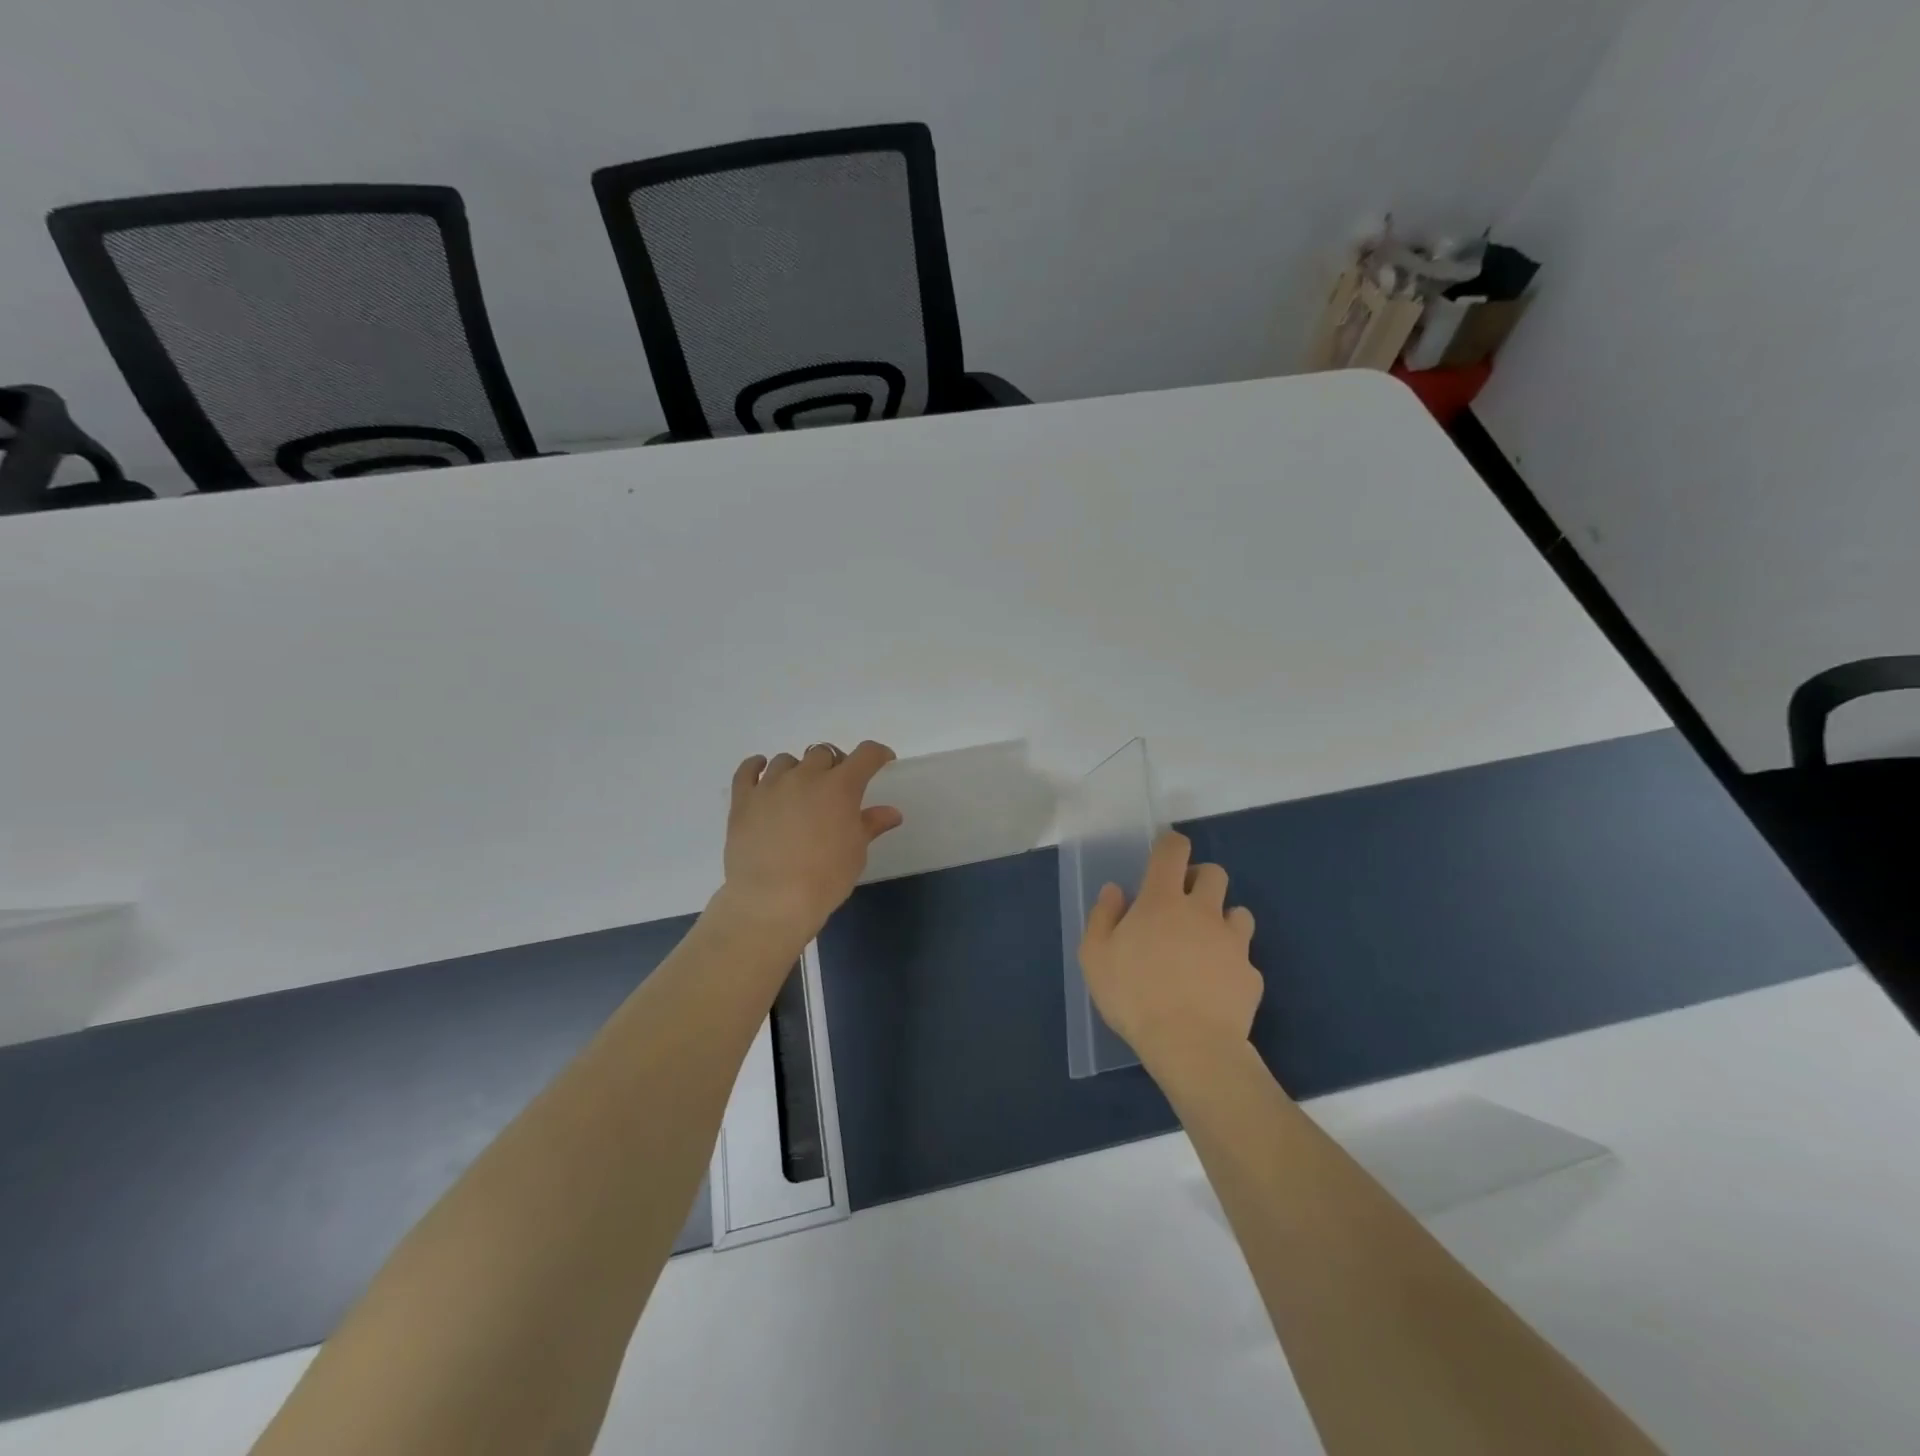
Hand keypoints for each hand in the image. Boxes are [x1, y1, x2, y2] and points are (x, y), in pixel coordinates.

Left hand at [717, 740, 903, 939]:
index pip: (865, 754)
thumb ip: (870, 825)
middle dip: (834, 766)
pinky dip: (756, 766)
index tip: (882, 760)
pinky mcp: (743, 800)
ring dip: (798, 769)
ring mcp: (770, 785)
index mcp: (840, 787)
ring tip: (799, 789)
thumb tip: (891, 813)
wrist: (772, 900)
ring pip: (786, 760)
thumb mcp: (856, 853)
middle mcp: (805, 776)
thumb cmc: (824, 878)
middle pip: (823, 753)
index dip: (877, 754)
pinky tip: (760, 770)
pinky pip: (747, 771)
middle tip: (835, 789)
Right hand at [1079, 831, 1261, 1074]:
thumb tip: (1115, 891)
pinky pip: (1244, 958)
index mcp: (1162, 900)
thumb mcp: (1095, 956)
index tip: (1163, 853)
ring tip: (1204, 944)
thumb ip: (1102, 916)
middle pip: (1214, 873)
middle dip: (1199, 879)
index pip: (1173, 850)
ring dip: (1222, 919)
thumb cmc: (1134, 995)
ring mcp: (1233, 942)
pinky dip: (1232, 964)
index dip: (1170, 844)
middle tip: (1181, 904)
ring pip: (1238, 912)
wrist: (1191, 1046)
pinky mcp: (1251, 975)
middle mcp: (1202, 911)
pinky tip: (1216, 986)